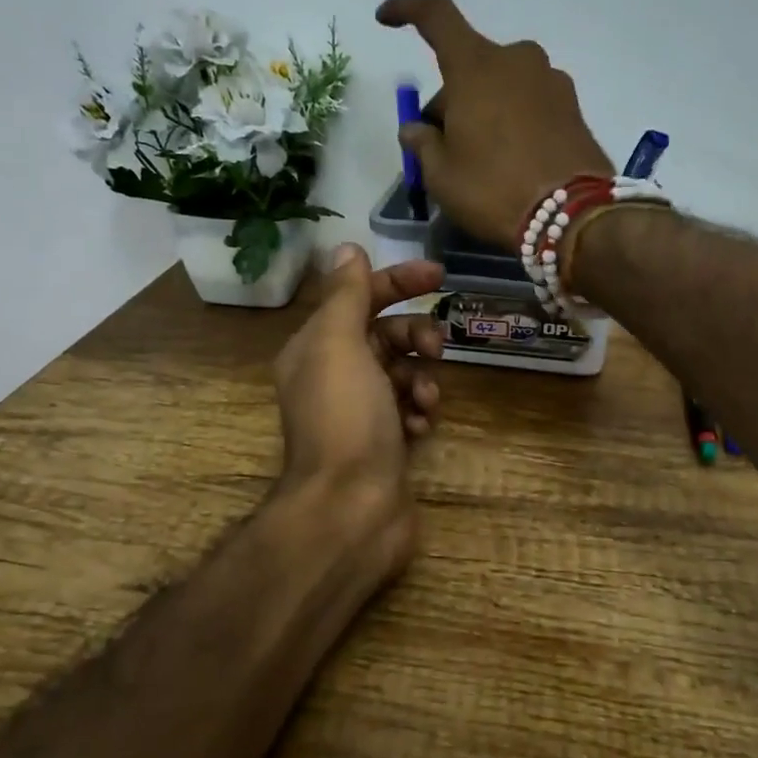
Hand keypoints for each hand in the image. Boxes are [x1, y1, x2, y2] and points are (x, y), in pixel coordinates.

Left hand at [273, 245, 445, 573]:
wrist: (350, 509)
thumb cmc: (345, 420)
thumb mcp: (340, 345)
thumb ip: (346, 294)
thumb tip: (347, 248)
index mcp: (317, 348)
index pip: (359, 297)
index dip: (398, 281)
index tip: (440, 277)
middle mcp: (335, 376)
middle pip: (386, 335)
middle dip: (416, 336)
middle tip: (437, 350)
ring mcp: (361, 413)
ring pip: (404, 374)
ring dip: (422, 380)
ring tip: (425, 402)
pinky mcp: (384, 443)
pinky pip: (410, 411)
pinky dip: (420, 413)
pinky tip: (421, 428)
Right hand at [377, 0, 612, 249]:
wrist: (573, 217)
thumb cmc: (494, 190)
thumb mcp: (442, 176)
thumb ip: (422, 144)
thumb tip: (416, 129)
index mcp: (476, 65)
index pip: (434, 13)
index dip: (406, 7)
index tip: (386, 18)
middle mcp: (516, 59)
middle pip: (470, 66)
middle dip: (451, 99)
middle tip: (442, 149)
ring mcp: (551, 81)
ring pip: (502, 85)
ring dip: (484, 110)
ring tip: (482, 161)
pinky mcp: (574, 107)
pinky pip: (530, 103)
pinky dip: (514, 121)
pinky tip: (513, 162)